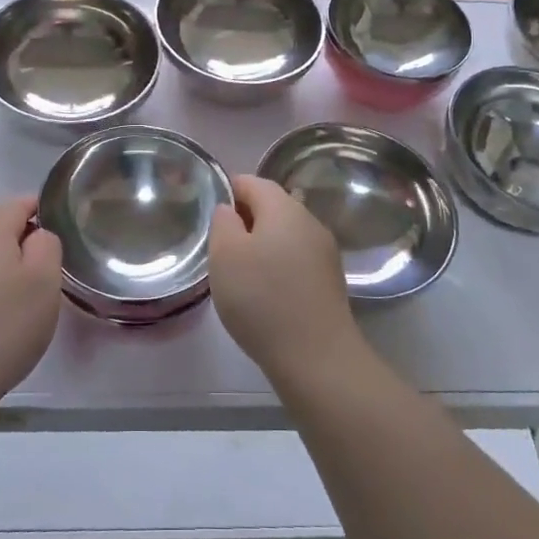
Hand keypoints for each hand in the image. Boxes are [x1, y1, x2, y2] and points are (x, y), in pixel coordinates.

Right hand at [210, 174, 358, 383]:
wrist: (316, 356)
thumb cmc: (261, 299)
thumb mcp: (225, 255)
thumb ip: (222, 223)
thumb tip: (229, 210)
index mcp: (284, 208)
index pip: (252, 182)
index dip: (227, 191)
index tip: (208, 215)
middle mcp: (310, 221)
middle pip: (272, 207)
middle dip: (245, 219)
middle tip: (219, 246)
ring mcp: (325, 251)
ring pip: (286, 234)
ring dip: (262, 244)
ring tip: (239, 272)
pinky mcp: (330, 280)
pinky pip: (297, 259)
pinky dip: (278, 265)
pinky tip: (265, 292)